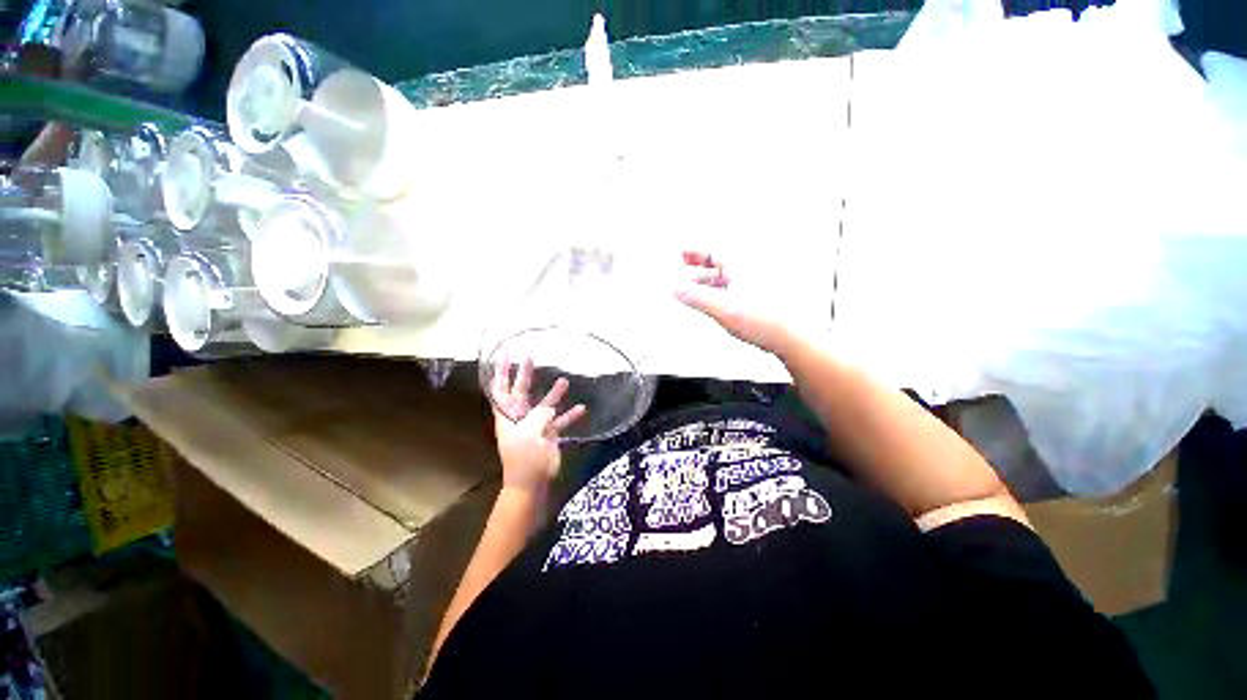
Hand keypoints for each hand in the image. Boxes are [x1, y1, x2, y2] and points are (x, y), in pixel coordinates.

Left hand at [489, 356, 586, 494]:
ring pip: (545, 403)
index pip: (501, 389)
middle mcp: (520, 416)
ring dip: (554, 393)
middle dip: (525, 373)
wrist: (531, 483)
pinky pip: (560, 420)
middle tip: (529, 354)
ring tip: (564, 380)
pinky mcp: (548, 433)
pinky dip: (569, 415)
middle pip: (521, 390)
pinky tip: (581, 408)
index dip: (501, 372)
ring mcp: (535, 424)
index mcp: (507, 415)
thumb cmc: (523, 459)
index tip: (504, 354)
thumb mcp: (528, 434)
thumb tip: (549, 407)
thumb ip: (539, 416)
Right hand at [673, 251, 795, 355]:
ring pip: (724, 274)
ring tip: (693, 286)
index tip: (682, 252)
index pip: (713, 251)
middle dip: (700, 261)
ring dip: (707, 278)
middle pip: (719, 260)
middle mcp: (748, 270)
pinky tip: (712, 299)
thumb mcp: (722, 308)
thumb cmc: (763, 320)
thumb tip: (677, 289)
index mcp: (741, 266)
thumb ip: (696, 297)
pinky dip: (717, 288)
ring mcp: (753, 283)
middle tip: (685, 262)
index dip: (694, 251)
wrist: (789, 336)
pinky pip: (731, 285)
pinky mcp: (755, 295)